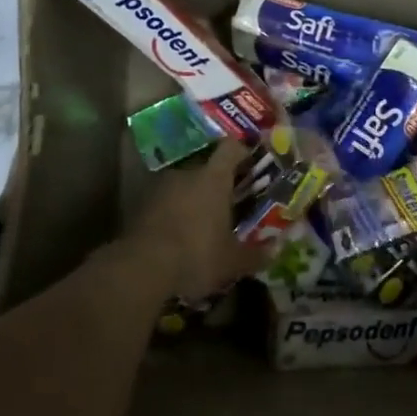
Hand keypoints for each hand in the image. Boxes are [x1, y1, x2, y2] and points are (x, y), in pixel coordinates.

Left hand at [125, 140, 264, 297]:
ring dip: (193, 198)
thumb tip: (276, 250)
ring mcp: (159, 188)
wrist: (141, 267)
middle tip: (229, 201)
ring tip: (202, 222)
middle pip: (206, 167)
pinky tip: (179, 236)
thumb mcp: (232, 261)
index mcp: (214, 178)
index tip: (251, 162)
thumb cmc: (197, 254)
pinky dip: (173, 213)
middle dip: (217, 182)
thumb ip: (256, 255)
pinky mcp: (139, 206)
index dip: (242, 151)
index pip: (231, 148)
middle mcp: (187, 174)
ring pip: (183, 185)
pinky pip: (164, 202)